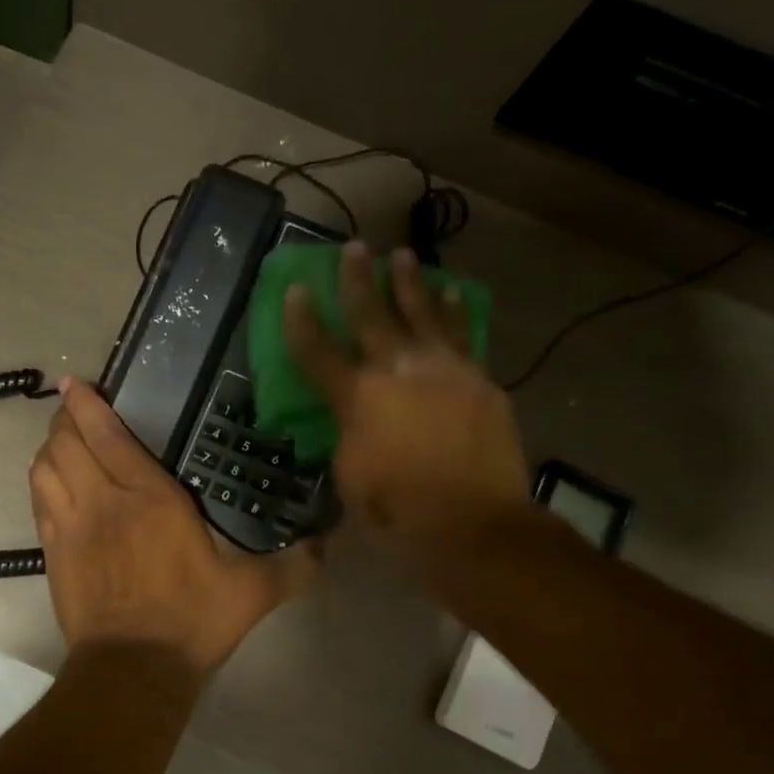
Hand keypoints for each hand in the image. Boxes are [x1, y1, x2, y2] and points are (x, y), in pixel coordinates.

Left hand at [29, 378, 317, 675]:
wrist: (133, 668)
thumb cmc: (191, 621)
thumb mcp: (251, 592)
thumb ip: (292, 566)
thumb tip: (329, 549)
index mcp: (151, 498)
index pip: (107, 436)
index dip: (87, 405)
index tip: (78, 383)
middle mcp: (104, 501)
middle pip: (68, 443)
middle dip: (65, 419)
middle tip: (73, 409)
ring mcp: (72, 526)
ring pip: (45, 467)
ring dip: (50, 446)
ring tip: (61, 438)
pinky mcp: (52, 552)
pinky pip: (38, 500)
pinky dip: (40, 479)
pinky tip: (50, 478)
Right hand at [282, 242, 529, 556]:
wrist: (474, 525)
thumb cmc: (397, 511)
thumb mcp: (349, 476)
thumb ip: (346, 435)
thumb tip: (351, 418)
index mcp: (358, 397)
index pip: (317, 350)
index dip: (300, 319)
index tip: (294, 289)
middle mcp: (399, 371)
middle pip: (372, 314)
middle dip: (357, 279)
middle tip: (353, 248)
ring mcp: (445, 371)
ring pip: (423, 314)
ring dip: (410, 283)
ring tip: (403, 256)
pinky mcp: (479, 381)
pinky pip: (463, 336)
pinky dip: (453, 312)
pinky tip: (450, 295)